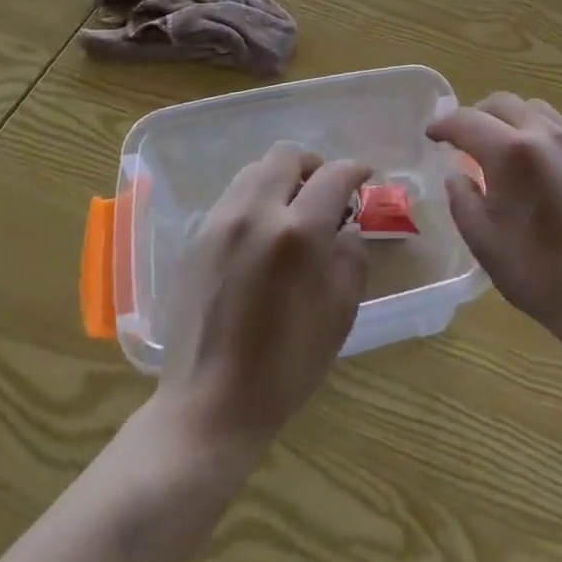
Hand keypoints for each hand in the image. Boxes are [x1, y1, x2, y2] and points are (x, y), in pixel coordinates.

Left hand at [158, 144, 370, 450]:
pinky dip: (255, 199)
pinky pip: (232, 197)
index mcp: (298, 233)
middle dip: (313, 165)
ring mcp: (220, 223)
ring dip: (281, 179)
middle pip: (286, 155)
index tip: (364, 178)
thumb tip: (345, 231)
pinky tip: (262, 235)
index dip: (355, 170)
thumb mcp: (340, 313)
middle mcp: (255, 214)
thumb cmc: (285, 366)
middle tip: (326, 192)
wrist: (208, 406)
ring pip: (255, 171)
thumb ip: (350, 258)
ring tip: (293, 211)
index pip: (333, 175)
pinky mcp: (196, 239)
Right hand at [428, 93, 561, 347]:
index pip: (467, 121)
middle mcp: (543, 134)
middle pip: (501, 103)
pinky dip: (533, 130)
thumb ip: (462, 197)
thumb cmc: (536, 270)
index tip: (431, 135)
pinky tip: (531, 161)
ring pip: (532, 109)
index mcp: (511, 152)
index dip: (444, 125)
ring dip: (507, 118)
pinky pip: (556, 126)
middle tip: (461, 139)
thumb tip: (457, 174)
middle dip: (475, 115)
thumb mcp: (482, 239)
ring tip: (497, 146)